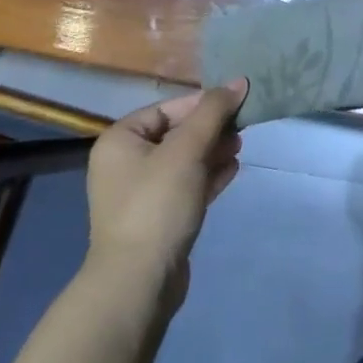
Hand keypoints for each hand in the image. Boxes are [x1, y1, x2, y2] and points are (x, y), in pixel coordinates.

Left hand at [83, 81, 246, 310]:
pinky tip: (233, 171)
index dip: (203, 104)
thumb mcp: (187, 150)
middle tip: (242, 130)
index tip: (237, 106)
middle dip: (211, 129)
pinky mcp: (158, 217)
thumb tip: (239, 81)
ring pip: (184, 159)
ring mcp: (140, 192)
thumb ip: (213, 112)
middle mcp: (125, 162)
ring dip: (213, 151)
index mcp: (120, 140)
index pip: (168, 108)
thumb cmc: (157, 204)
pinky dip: (208, 175)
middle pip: (177, 132)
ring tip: (240, 149)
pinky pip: (186, 185)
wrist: (139, 281)